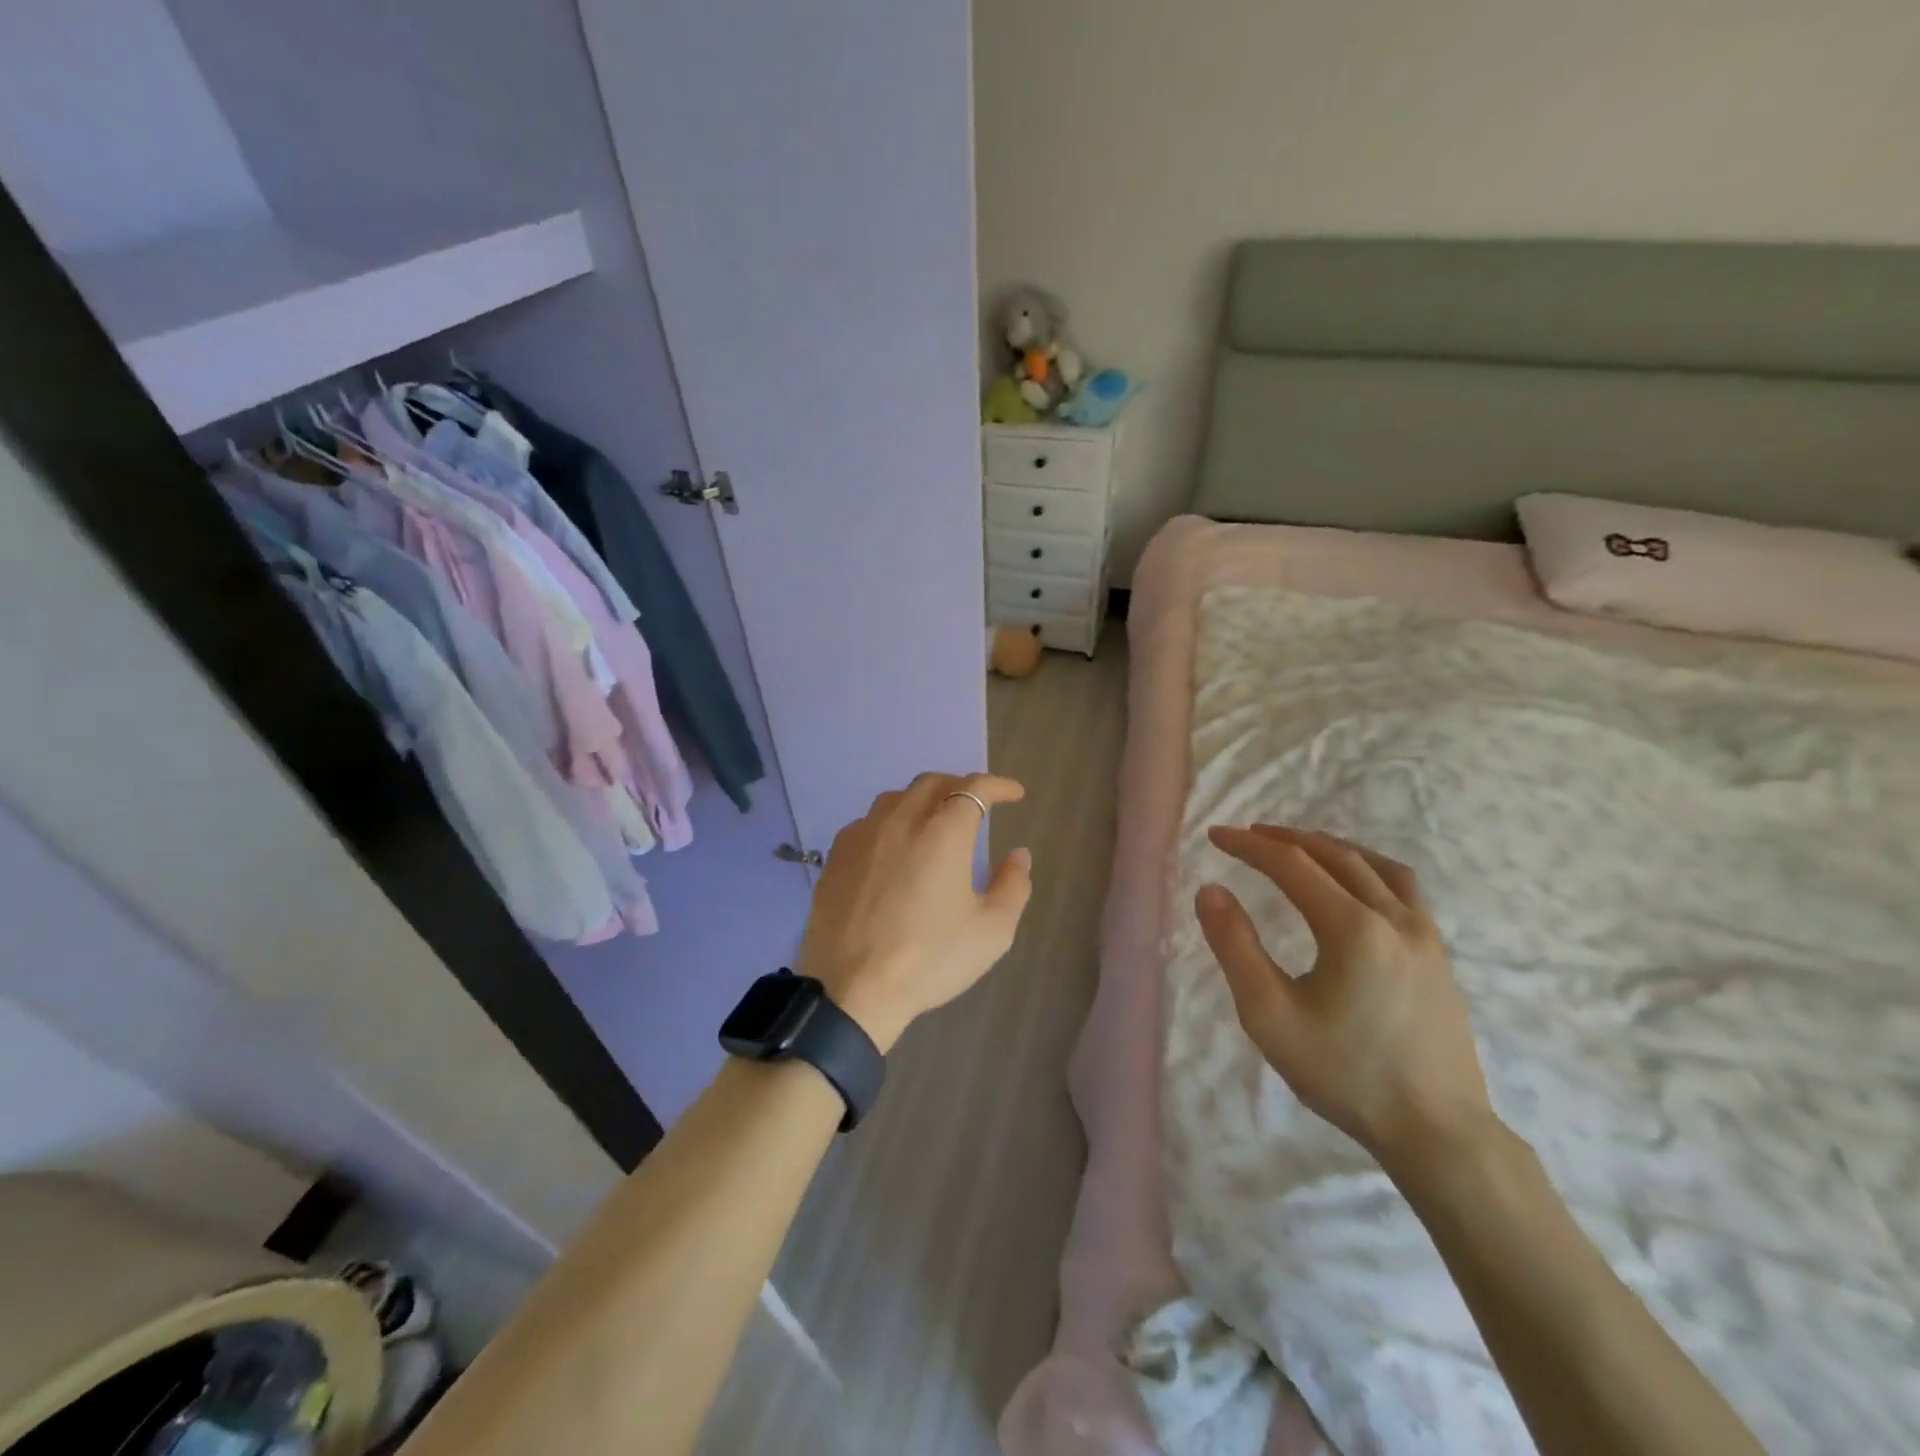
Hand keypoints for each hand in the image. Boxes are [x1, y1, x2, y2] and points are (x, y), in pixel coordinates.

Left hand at [798, 772, 1032, 1051]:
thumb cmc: (930, 959)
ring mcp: (862, 836)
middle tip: (976, 804)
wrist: (853, 991)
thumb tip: (1018, 855)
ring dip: (922, 800)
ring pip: (895, 798)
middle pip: (931, 783)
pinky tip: (893, 848)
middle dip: (959, 786)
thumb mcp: (992, 931)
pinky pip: (867, 823)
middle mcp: (900, 822)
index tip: (1014, 793)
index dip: (998, 785)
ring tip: (934, 821)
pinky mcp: (836, 857)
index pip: (974, 789)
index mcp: (942, 833)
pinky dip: (890, 823)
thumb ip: (1013, 885)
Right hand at [1195, 825, 1495, 1171]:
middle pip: (1334, 855)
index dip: (1248, 846)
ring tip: (1299, 847)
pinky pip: (1403, 888)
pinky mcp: (1439, 955)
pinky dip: (1368, 868)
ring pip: (1374, 866)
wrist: (1437, 1131)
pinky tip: (1356, 884)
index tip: (1215, 836)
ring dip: (1330, 847)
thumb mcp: (1269, 1015)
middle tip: (1249, 835)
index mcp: (1352, 928)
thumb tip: (1210, 890)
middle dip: (1286, 839)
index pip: (1291, 864)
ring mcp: (1425, 935)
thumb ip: (1235, 947)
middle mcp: (1393, 917)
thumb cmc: (1344, 1074)